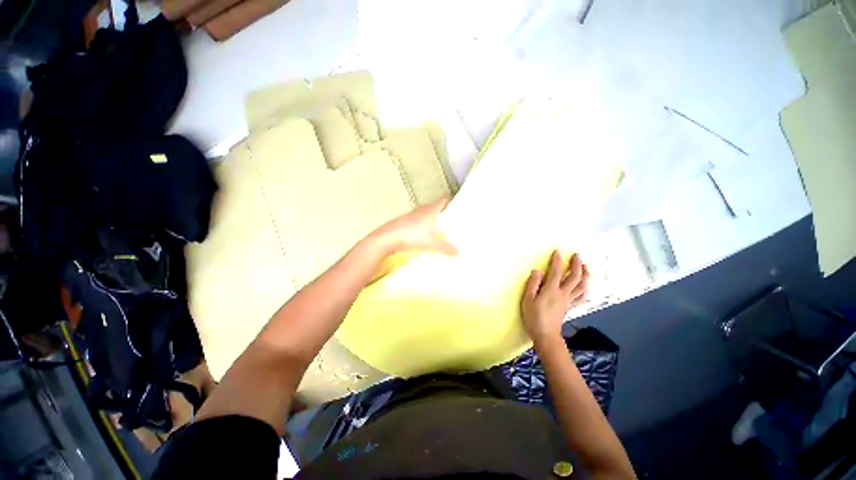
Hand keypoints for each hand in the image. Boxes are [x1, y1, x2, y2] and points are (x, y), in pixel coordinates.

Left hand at [371, 197, 457, 255]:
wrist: (388, 237)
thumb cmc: (411, 235)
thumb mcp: (431, 243)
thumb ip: (445, 248)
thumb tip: (457, 252)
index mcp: (431, 210)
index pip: (443, 199)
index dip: (450, 200)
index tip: (457, 205)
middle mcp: (422, 209)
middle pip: (435, 207)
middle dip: (442, 213)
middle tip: (450, 222)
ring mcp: (412, 214)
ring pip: (425, 214)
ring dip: (431, 220)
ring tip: (438, 230)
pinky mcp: (405, 221)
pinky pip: (417, 221)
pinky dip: (422, 226)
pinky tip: (423, 235)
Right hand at [521, 251, 588, 342]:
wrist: (545, 334)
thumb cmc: (533, 316)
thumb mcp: (527, 299)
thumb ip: (532, 284)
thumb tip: (537, 270)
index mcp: (551, 289)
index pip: (556, 271)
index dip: (557, 260)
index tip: (558, 252)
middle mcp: (563, 293)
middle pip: (574, 277)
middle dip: (577, 265)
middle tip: (577, 256)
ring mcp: (568, 300)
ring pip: (581, 286)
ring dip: (585, 275)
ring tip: (586, 267)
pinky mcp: (570, 307)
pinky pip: (581, 297)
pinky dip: (585, 290)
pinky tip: (585, 286)